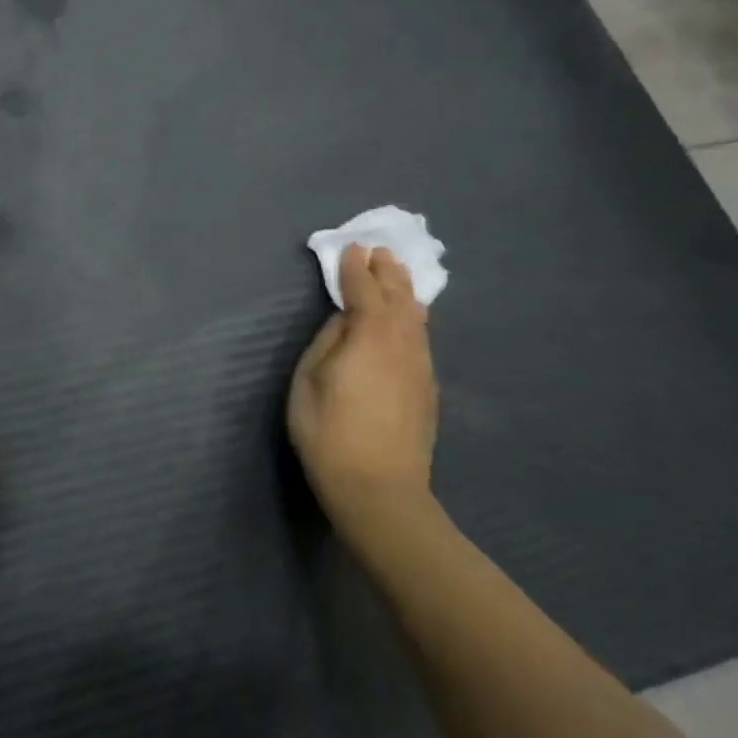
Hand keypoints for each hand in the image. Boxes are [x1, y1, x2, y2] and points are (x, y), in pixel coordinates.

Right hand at [286, 245, 439, 539]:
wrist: (379, 490)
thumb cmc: (329, 431)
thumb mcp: (309, 379)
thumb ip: (328, 340)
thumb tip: (344, 319)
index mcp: (370, 334)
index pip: (363, 289)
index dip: (355, 267)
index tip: (351, 248)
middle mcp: (403, 343)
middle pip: (399, 297)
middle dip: (388, 272)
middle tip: (380, 252)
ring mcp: (420, 367)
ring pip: (417, 318)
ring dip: (405, 292)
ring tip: (397, 277)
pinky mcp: (427, 389)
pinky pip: (421, 339)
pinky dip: (413, 319)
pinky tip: (410, 321)